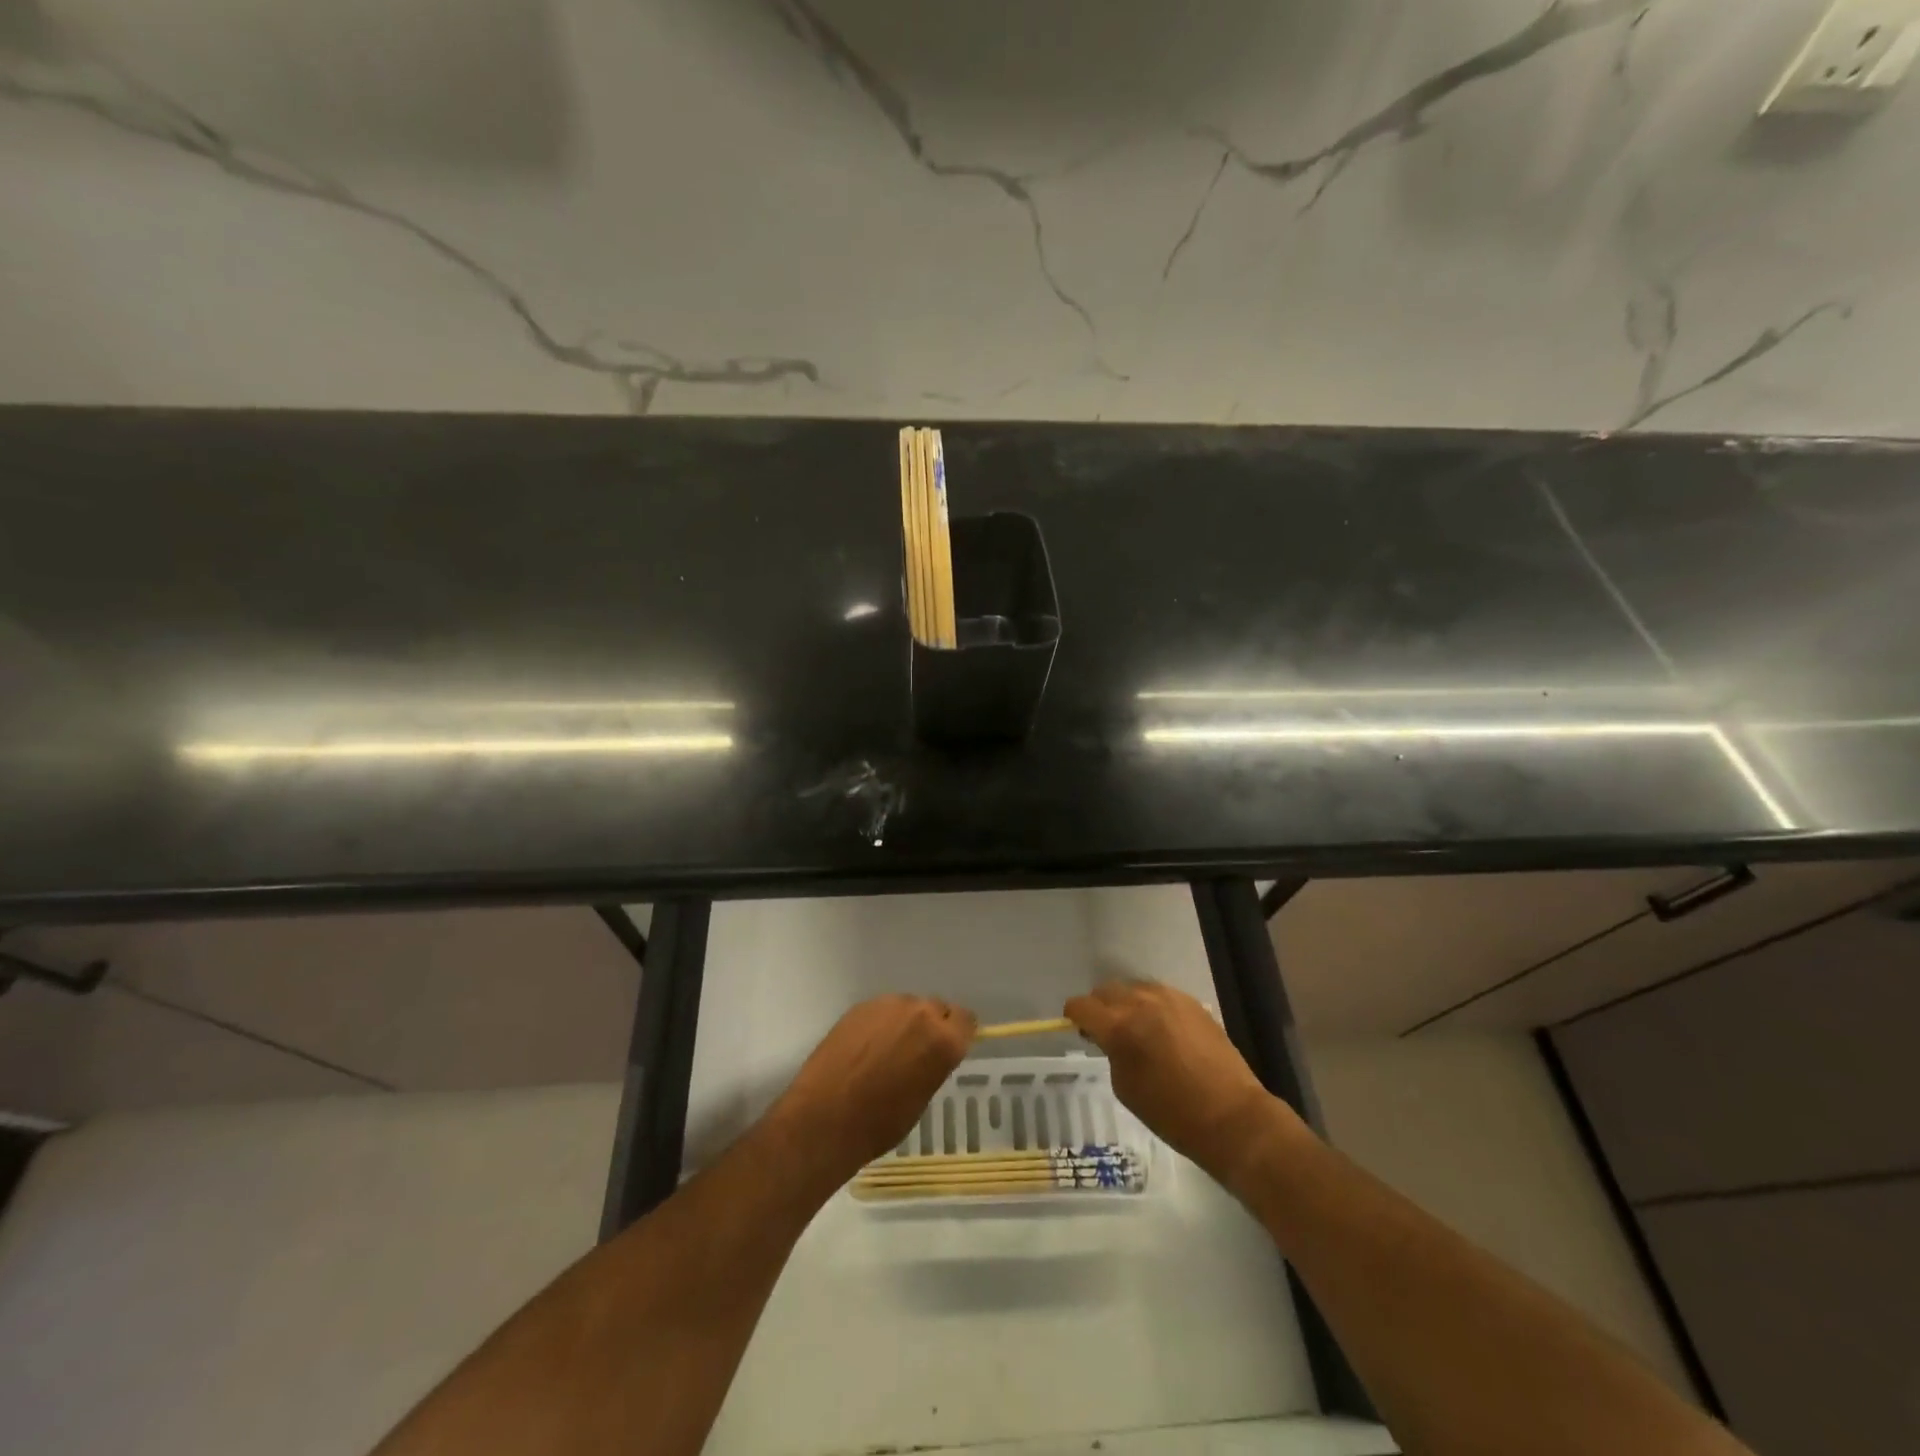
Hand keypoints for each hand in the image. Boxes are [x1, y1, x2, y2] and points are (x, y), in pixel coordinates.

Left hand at [771, 995, 975, 1188]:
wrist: (825, 1118)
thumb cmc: (880, 1123)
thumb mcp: (922, 1097)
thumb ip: (934, 1063)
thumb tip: (929, 1052)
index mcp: (943, 1040)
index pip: (966, 1020)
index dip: (958, 1033)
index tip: (949, 1047)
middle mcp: (920, 1013)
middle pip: (936, 1008)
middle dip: (931, 1025)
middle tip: (916, 1051)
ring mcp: (888, 1005)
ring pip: (908, 1006)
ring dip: (904, 1022)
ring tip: (886, 1050)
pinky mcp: (861, 1006)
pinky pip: (882, 1009)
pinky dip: (880, 1023)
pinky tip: (865, 1048)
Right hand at [1064, 981, 1297, 1181]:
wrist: (1231, 1116)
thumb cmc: (1172, 1113)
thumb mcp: (1126, 1087)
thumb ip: (1111, 1052)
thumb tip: (1107, 1037)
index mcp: (1120, 1026)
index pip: (1082, 1006)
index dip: (1074, 1016)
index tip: (1078, 1027)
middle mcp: (1142, 1002)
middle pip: (1106, 990)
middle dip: (1099, 1007)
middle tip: (1104, 1031)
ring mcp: (1170, 998)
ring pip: (1134, 988)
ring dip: (1126, 1003)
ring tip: (1134, 1028)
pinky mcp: (1191, 1002)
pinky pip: (1159, 994)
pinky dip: (1151, 1006)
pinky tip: (1160, 1029)